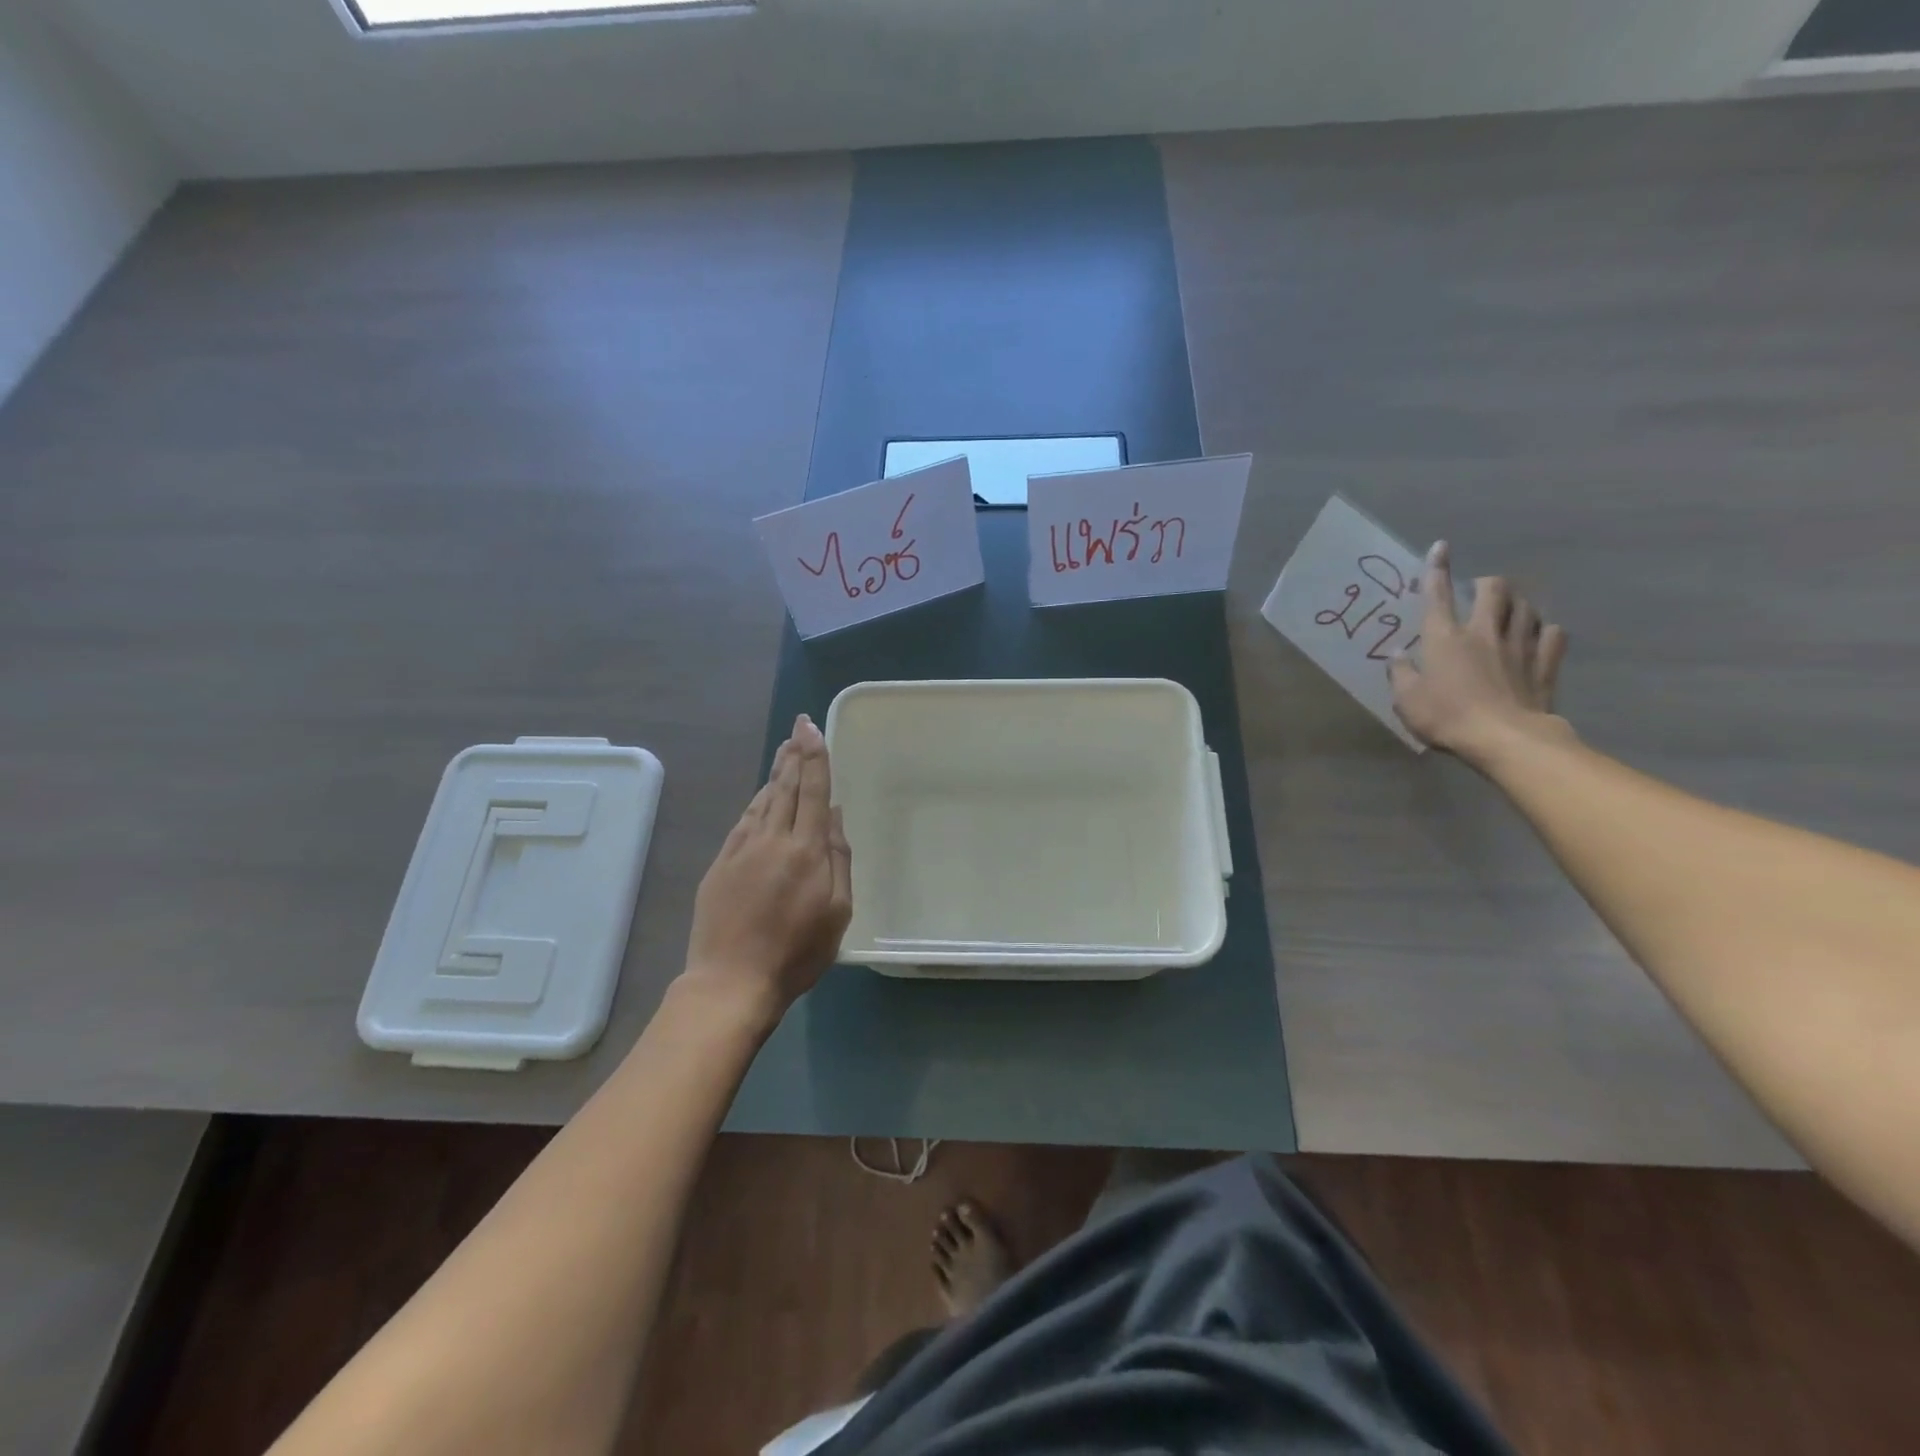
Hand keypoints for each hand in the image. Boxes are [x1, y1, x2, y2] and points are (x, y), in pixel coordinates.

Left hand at [681, 715, 851, 1031]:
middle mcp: (774, 840)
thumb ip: (839, 859)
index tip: (812, 728)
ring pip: (763, 800)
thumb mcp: (838, 912)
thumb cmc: (796, 953)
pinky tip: (762, 794)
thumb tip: (835, 816)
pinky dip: (757, 801)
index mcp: (807, 851)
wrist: (732, 981)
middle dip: (795, 754)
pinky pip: (744, 821)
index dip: (815, 758)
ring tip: (785, 750)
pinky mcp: (721, 863)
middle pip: (787, 787)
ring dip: (776, 772)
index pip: (814, 792)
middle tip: (798, 727)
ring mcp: (742, 849)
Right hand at [1388, 541, 1572, 765]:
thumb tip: (1398, 655)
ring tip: (1510, 608)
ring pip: (1526, 607)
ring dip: (1517, 602)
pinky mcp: (1544, 664)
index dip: (1437, 569)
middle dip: (1487, 583)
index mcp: (1445, 638)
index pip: (1437, 595)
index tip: (1441, 547)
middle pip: (1493, 590)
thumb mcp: (1407, 700)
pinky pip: (1552, 635)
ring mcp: (1519, 647)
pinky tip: (1540, 635)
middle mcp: (1483, 633)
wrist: (1504, 739)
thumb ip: (1401, 674)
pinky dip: (1545, 630)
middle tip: (1480, 590)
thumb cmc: (1446, 717)